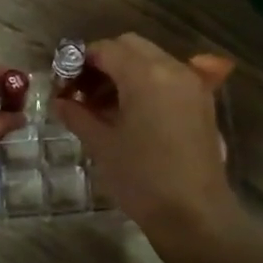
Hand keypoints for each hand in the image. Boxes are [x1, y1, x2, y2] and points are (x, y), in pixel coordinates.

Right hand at [52, 34, 241, 242]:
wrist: (194, 215)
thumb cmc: (142, 178)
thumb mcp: (102, 145)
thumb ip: (77, 115)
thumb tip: (59, 101)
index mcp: (146, 74)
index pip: (106, 49)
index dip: (80, 61)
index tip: (63, 84)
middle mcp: (173, 69)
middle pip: (131, 46)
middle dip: (103, 61)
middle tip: (82, 91)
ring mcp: (192, 85)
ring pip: (151, 60)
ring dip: (125, 71)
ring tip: (103, 105)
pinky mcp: (202, 102)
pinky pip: (168, 77)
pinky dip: (146, 83)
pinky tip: (130, 112)